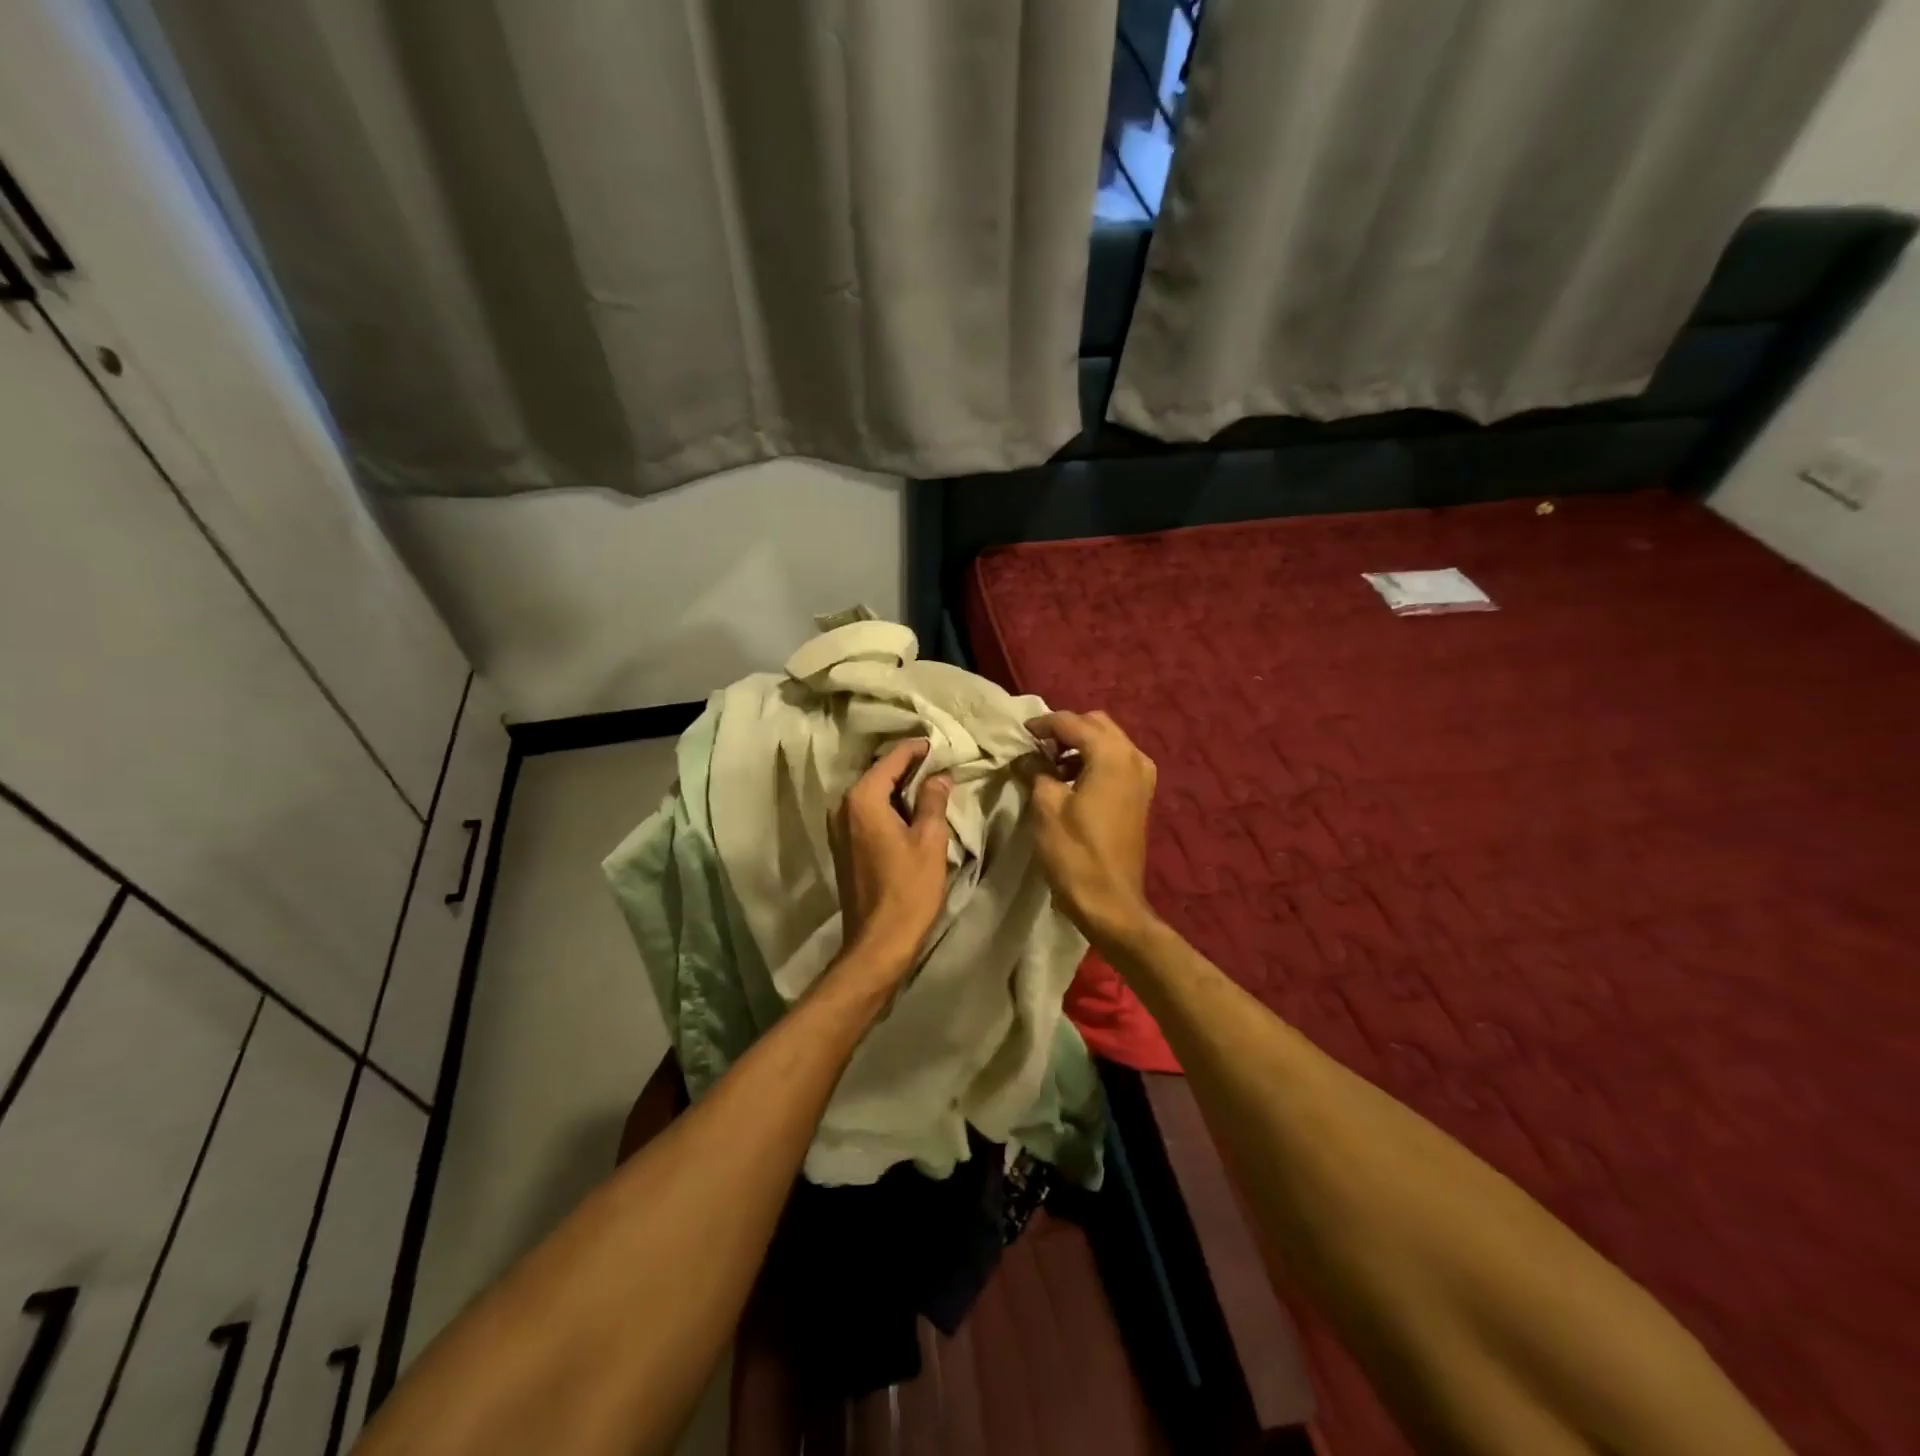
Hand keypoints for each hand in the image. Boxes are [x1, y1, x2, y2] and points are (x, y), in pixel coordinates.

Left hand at [829, 739, 952, 980]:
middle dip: (908, 768)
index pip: (892, 759)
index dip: (917, 750)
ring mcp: (839, 827)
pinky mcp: (843, 845)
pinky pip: (866, 813)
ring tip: (931, 786)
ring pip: (872, 794)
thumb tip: (939, 776)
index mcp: (862, 799)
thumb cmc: (908, 889)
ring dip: (898, 788)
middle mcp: (843, 806)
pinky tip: (911, 813)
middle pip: (878, 774)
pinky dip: (888, 806)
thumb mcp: (930, 840)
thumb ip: (933, 801)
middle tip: (940, 764)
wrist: (878, 942)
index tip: (939, 745)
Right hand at [1025, 711, 1157, 946]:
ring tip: (1049, 763)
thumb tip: (1027, 757)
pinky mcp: (1140, 795)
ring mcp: (1142, 777)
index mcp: (1111, 755)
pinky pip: (1116, 762)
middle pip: (1096, 724)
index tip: (1020, 733)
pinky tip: (1070, 780)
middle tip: (1036, 746)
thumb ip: (1036, 771)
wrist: (1110, 902)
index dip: (1043, 724)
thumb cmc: (1075, 853)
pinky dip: (1093, 761)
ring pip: (1108, 742)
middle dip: (1066, 730)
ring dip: (1079, 745)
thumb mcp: (1046, 807)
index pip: (1072, 722)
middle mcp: (1134, 757)